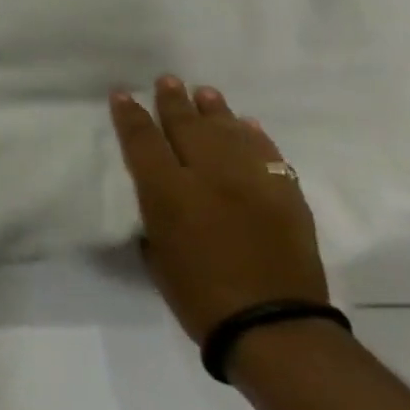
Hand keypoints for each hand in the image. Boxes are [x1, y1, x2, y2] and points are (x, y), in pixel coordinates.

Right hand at [109, 76, 329, 344]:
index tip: (123, 95)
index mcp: (168, 192)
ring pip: (229, 134)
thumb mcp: (157, 255)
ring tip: (206, 93)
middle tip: (167, 80)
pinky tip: (247, 126)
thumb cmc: (199, 297)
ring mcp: (251, 183)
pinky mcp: (286, 197)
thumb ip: (155, 218)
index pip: (143, 140)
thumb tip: (161, 200)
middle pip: (187, 127)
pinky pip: (268, 156)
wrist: (273, 328)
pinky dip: (256, 139)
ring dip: (215, 112)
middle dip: (173, 102)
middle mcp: (208, 177)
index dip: (130, 115)